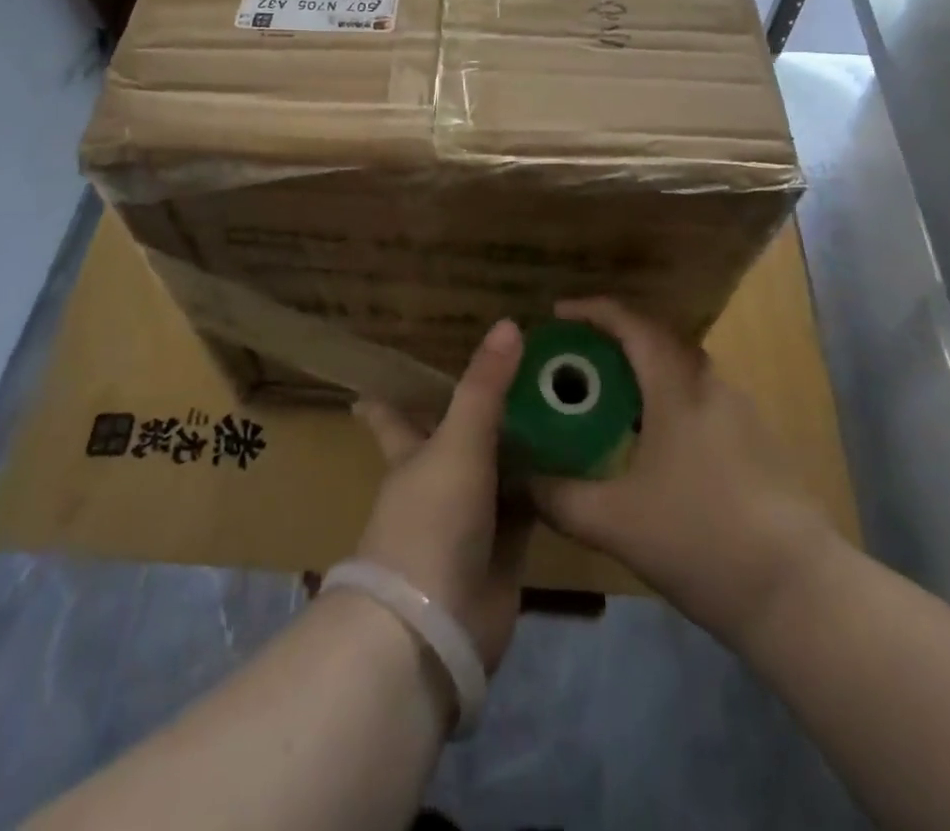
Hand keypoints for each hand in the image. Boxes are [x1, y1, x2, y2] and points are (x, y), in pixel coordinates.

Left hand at [352, 320, 532, 670]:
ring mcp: (470, 519)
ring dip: (521, 447)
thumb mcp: (458, 442)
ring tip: (556, 408)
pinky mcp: (504, 551)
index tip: (374, 380)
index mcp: (411, 455)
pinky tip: (575, 462)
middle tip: (516, 376)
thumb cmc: (432, 520)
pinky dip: (546, 488)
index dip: (383, 401)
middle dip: (477, 414)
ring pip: (497, 472)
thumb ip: (484, 387)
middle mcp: (438, 482)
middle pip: (456, 440)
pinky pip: (529, 507)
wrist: (436, 626)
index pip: (391, 418)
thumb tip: (509, 324)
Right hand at [528, 299, 837, 653]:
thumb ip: (559, 497)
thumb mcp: (614, 522)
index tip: (556, 314)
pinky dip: (665, 402)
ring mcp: (740, 414)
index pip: (632, 324)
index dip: (592, 310)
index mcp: (678, 388)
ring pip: (681, 372)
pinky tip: (647, 443)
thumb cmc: (701, 539)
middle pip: (657, 340)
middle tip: (574, 358)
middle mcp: (711, 386)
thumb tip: (520, 479)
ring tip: (603, 399)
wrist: (799, 593)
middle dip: (613, 339)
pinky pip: (698, 400)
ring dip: (641, 372)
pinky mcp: (755, 444)